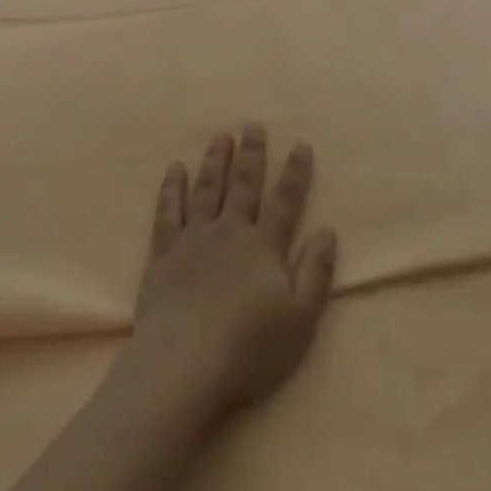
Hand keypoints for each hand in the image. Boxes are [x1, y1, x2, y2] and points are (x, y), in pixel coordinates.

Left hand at [130, 126, 337, 418]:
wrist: (184, 365)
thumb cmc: (249, 349)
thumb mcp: (300, 319)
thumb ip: (316, 272)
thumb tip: (327, 230)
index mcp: (265, 247)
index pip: (285, 201)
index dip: (294, 172)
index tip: (300, 144)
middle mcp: (230, 232)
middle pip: (243, 185)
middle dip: (251, 154)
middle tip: (252, 125)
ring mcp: (194, 239)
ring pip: (206, 189)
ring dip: (214, 161)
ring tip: (220, 136)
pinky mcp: (163, 254)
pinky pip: (168, 212)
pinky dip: (172, 188)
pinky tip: (175, 169)